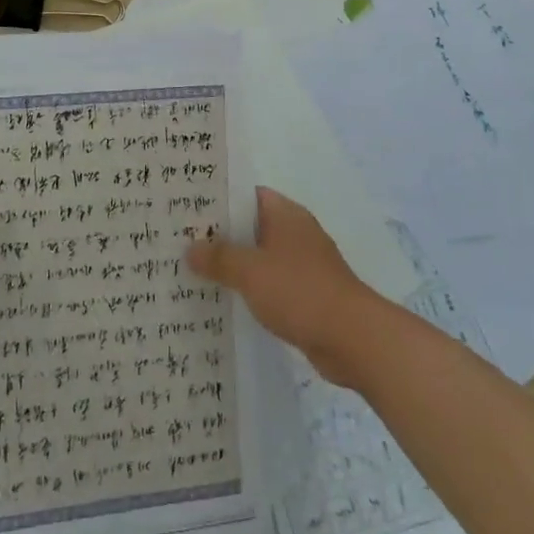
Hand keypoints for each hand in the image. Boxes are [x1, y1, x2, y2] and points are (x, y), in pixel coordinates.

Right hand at [188, 187, 393, 388]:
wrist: (353, 338)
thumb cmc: (300, 291)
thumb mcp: (251, 271)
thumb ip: (219, 258)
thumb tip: (190, 248)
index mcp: (286, 215)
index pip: (247, 194)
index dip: (219, 199)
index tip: (188, 208)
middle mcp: (295, 233)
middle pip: (251, 225)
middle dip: (220, 234)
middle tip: (180, 240)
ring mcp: (303, 264)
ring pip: (259, 256)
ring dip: (234, 264)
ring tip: (193, 270)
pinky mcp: (306, 294)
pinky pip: (269, 282)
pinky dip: (250, 288)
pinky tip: (224, 299)